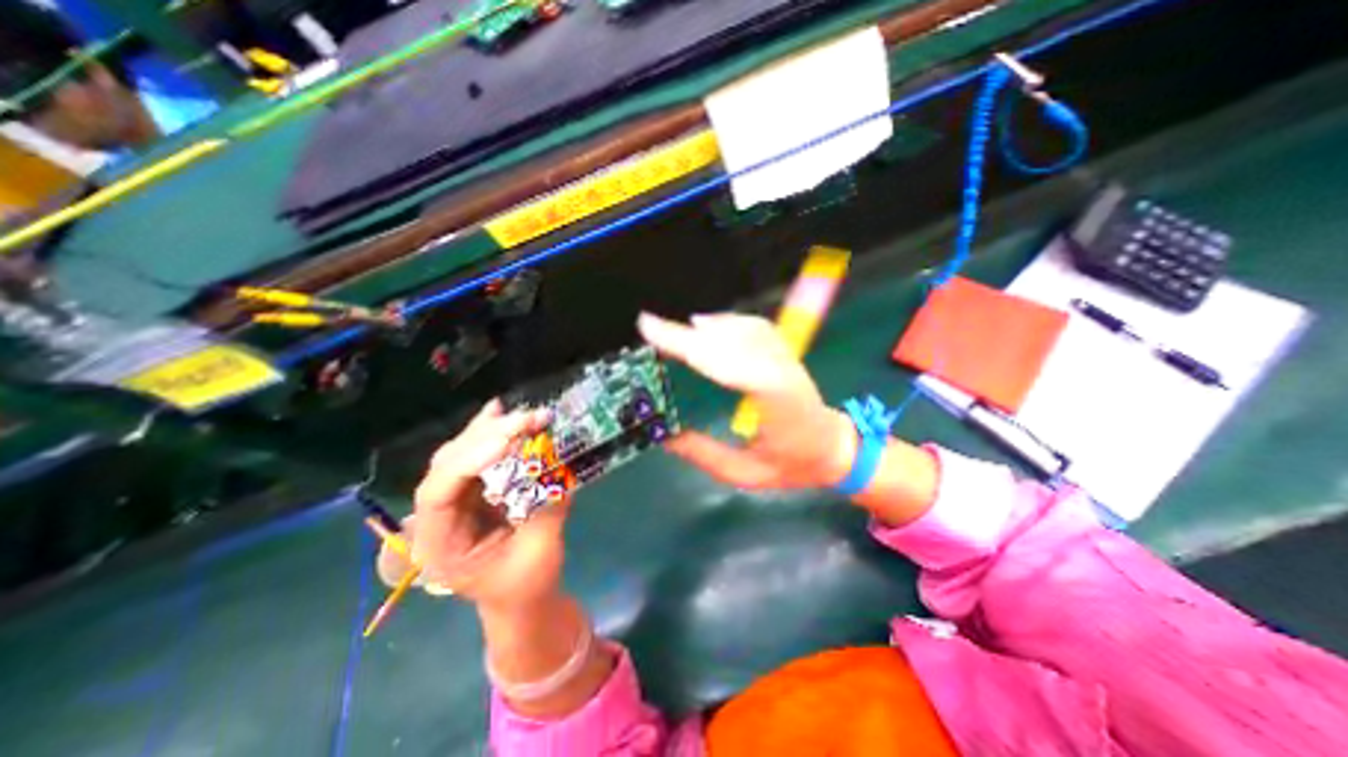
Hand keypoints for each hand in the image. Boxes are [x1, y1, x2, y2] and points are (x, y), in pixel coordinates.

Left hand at [377, 400, 563, 611]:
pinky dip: (489, 433)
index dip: (467, 463)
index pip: (438, 494)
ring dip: (490, 430)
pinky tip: (499, 414)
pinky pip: (475, 455)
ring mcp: (455, 501)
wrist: (520, 597)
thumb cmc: (526, 584)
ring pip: (460, 454)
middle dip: (487, 437)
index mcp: (441, 545)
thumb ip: (547, 510)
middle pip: (449, 465)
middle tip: (527, 419)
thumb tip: (558, 468)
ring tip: (520, 414)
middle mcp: (439, 517)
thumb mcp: (541, 553)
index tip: (505, 443)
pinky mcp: (473, 491)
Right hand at [640, 310, 851, 490]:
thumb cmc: (793, 465)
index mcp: (777, 406)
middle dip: (686, 335)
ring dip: (702, 328)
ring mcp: (785, 357)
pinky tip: (703, 325)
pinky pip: (752, 327)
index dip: (693, 348)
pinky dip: (724, 322)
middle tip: (648, 327)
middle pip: (731, 343)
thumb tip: (664, 437)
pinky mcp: (782, 351)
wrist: (832, 446)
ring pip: (741, 329)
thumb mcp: (747, 475)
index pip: (731, 367)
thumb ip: (705, 456)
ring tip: (669, 331)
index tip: (655, 335)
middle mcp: (782, 372)